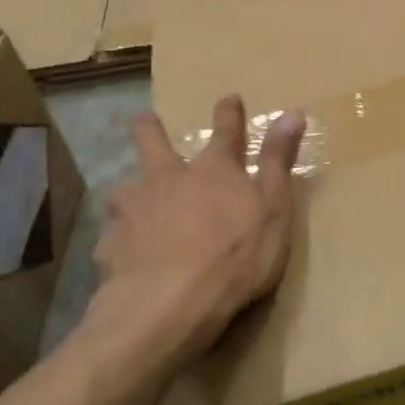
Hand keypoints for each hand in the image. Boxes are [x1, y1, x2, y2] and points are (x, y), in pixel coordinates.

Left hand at [86, 96, 306, 372]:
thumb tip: (293, 112)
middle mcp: (169, 179)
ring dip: (129, 194)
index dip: (229, 113)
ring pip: (124, 190)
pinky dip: (120, 242)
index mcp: (213, 170)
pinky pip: (113, 238)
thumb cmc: (235, 256)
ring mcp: (135, 211)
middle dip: (149, 128)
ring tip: (130, 203)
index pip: (225, 131)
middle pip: (152, 142)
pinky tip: (123, 257)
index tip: (229, 98)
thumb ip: (278, 161)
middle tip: (143, 120)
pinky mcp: (111, 246)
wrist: (168, 306)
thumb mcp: (273, 208)